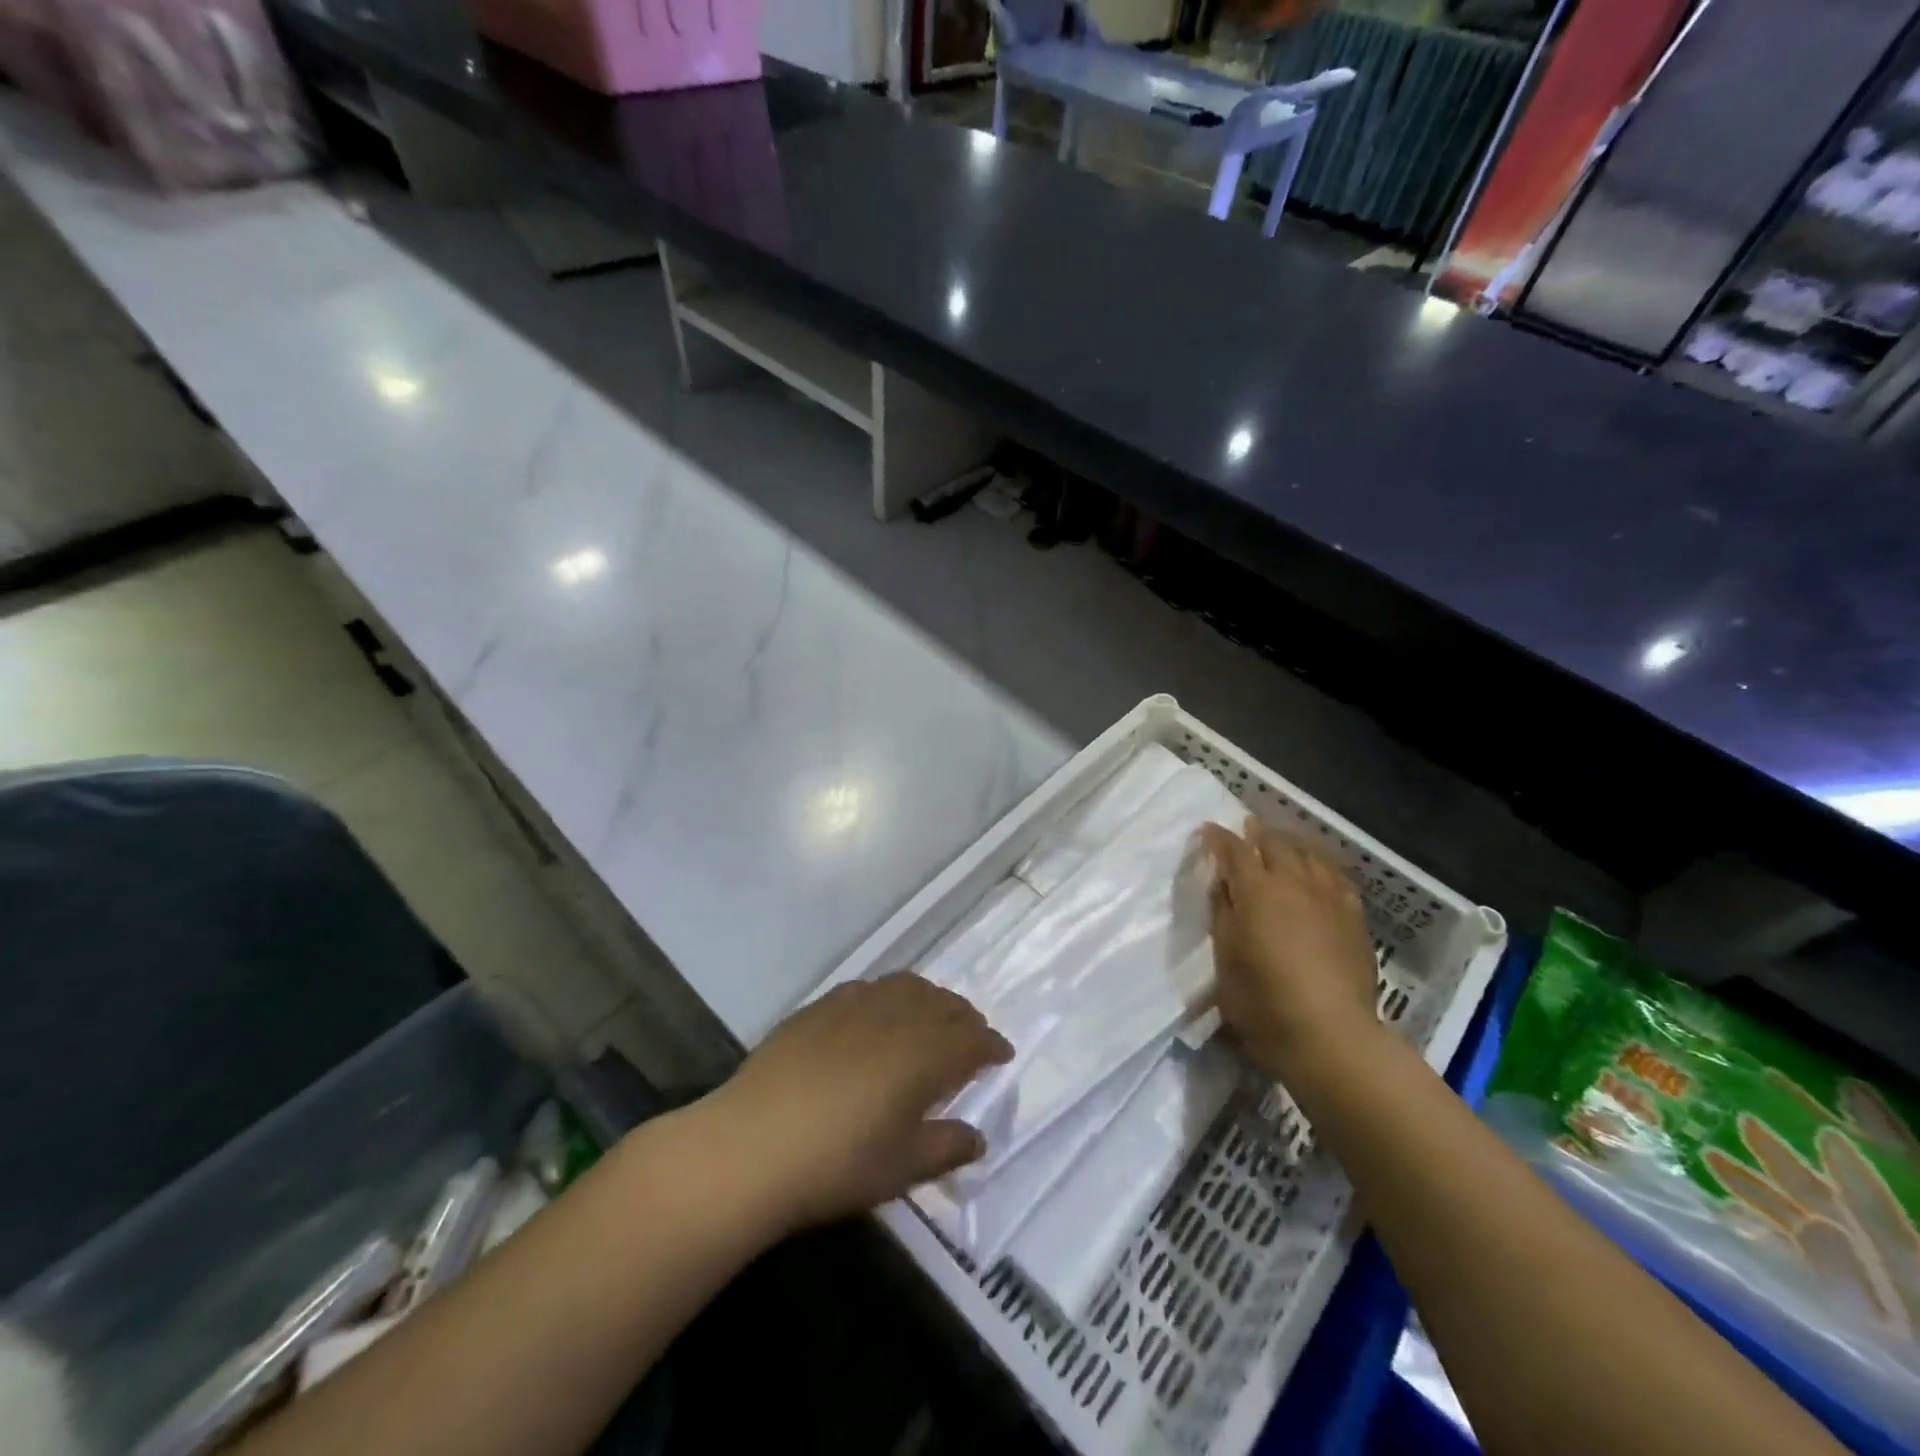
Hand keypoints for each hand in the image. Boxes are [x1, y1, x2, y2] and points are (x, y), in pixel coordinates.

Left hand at [703, 973, 1012, 1232]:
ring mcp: (856, 1005)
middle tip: (972, 1037)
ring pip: (907, 987)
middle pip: (943, 1005)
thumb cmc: (837, 1163)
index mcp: (924, 1054)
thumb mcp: (902, 1168)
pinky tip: (879, 1014)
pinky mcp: (821, 1006)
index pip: (972, 1040)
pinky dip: (889, 996)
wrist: (751, 1144)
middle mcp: (896, 1017)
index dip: (991, 1046)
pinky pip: (869, 987)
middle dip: (966, 1019)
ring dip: (930, 1000)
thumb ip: (947, 1147)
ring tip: (932, 1018)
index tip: (1002, 1055)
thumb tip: (978, 1137)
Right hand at [1200, 816, 1382, 1079]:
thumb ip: (1222, 915)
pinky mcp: (1354, 916)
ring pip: (1308, 853)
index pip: (1234, 850)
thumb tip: (1223, 885)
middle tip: (1246, 830)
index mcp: (1256, 891)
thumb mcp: (1225, 959)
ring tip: (1280, 843)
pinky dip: (1319, 865)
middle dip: (1257, 833)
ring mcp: (1328, 897)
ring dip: (1289, 843)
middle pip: (1274, 843)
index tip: (1207, 831)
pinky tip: (1318, 871)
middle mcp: (1293, 882)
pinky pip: (1336, 875)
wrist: (1332, 1035)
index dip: (1218, 838)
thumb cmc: (1264, 1002)